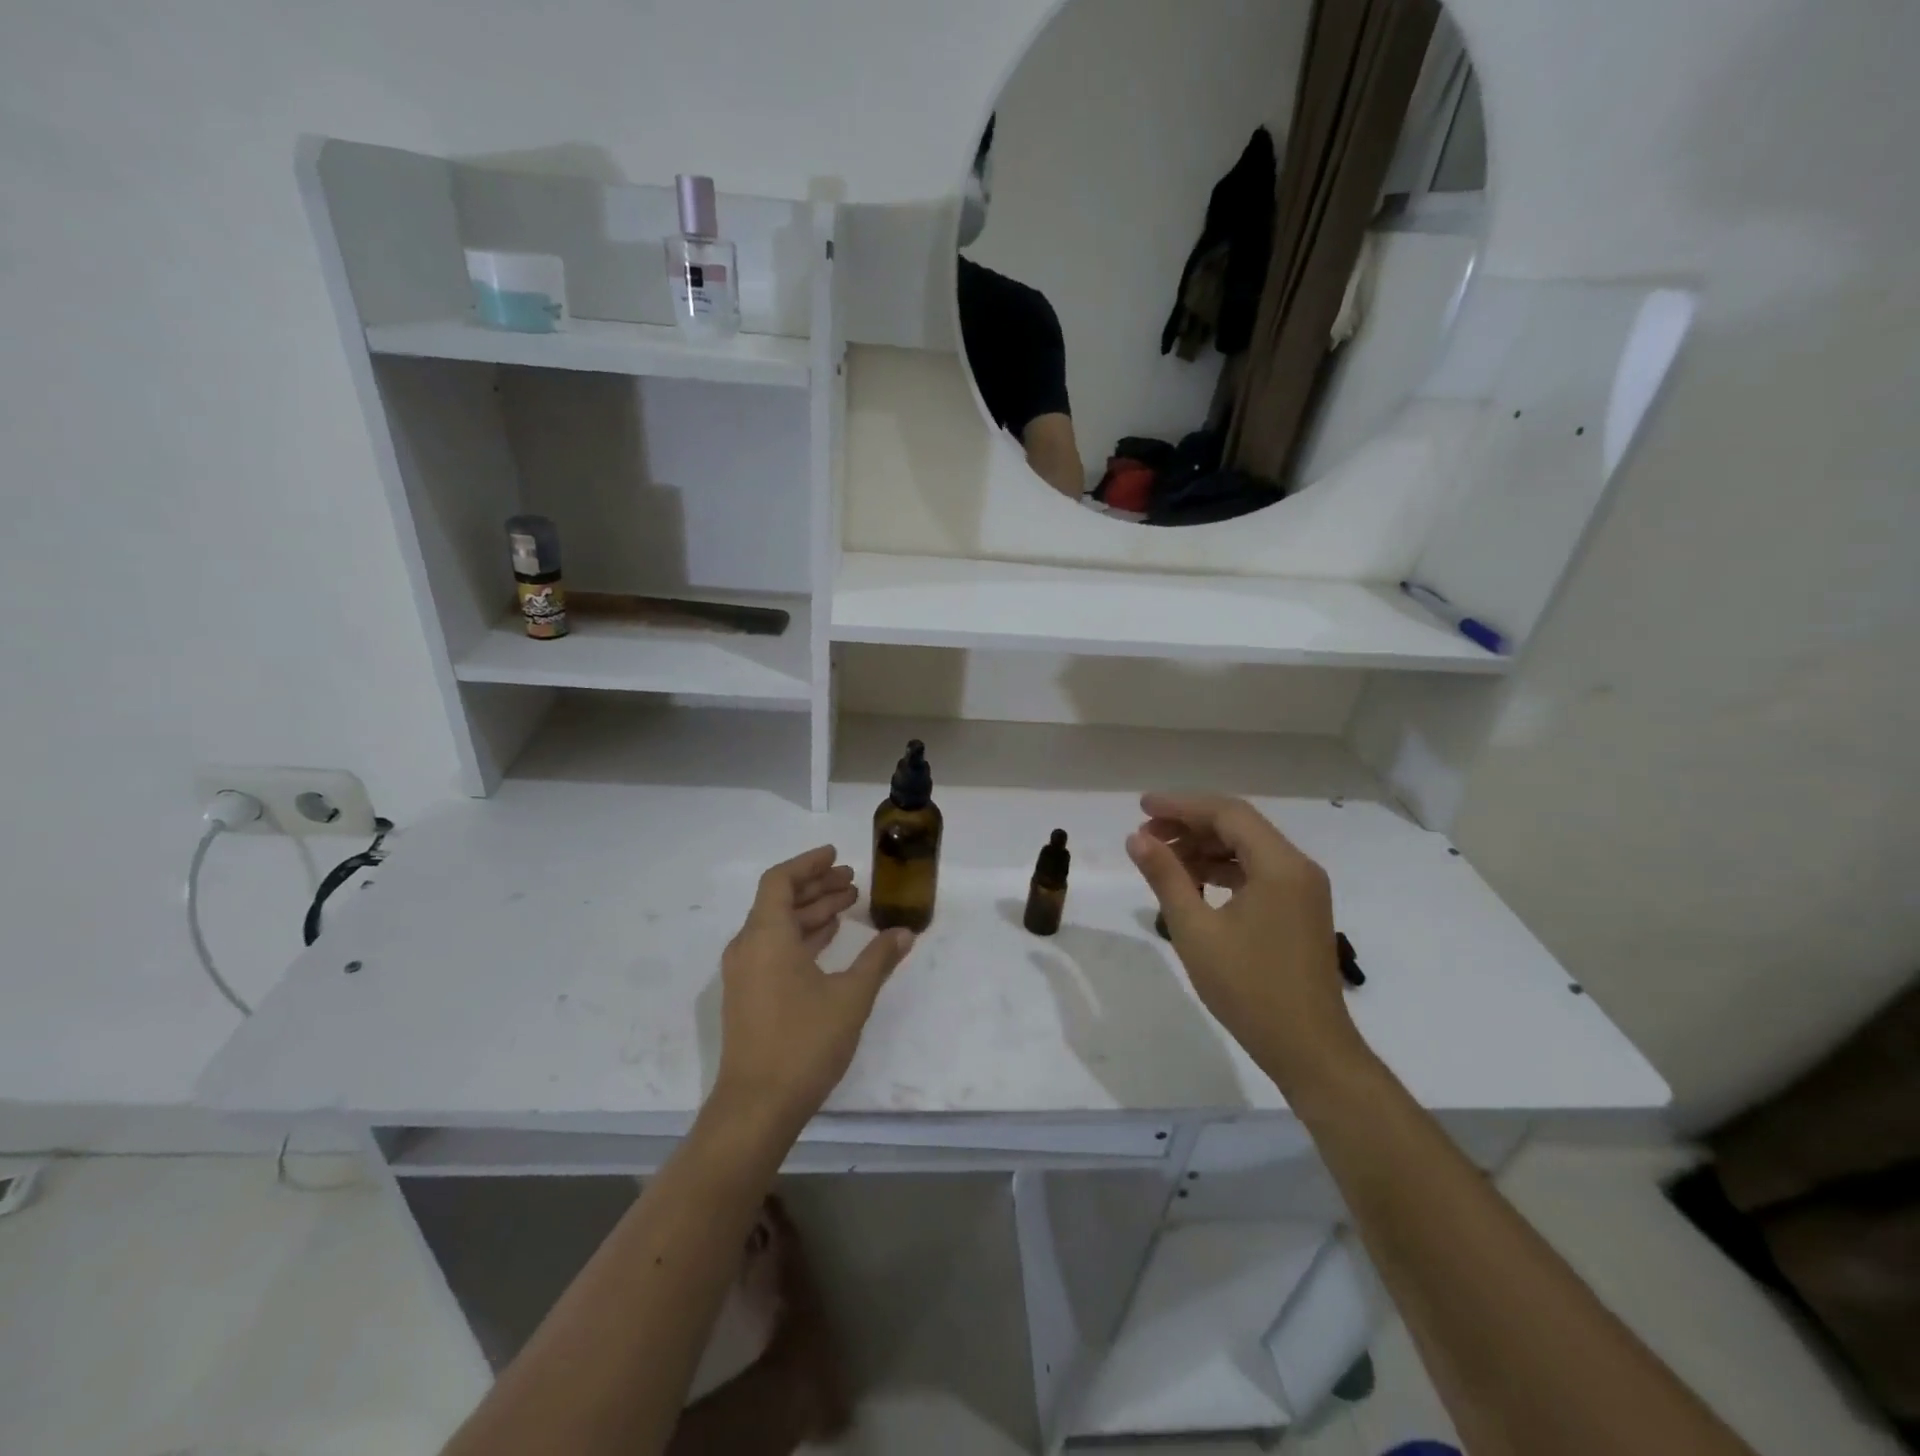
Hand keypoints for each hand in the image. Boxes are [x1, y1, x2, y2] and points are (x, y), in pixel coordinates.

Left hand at [712, 846, 915, 1131]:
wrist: (757, 1106)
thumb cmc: (804, 1042)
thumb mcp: (851, 997)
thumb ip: (878, 959)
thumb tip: (904, 932)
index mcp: (766, 936)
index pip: (781, 881)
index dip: (808, 864)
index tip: (837, 855)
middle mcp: (748, 947)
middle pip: (780, 901)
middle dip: (817, 887)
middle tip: (853, 881)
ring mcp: (745, 974)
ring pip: (778, 926)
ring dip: (812, 913)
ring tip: (849, 906)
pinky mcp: (748, 996)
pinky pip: (774, 949)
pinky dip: (801, 937)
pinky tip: (829, 941)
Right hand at [1125, 793, 1365, 1093]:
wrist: (1310, 1050)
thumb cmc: (1249, 989)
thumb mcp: (1196, 931)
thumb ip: (1166, 877)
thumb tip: (1137, 838)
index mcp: (1279, 865)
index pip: (1227, 814)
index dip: (1181, 805)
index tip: (1141, 807)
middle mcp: (1298, 867)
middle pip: (1239, 826)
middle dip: (1190, 825)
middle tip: (1145, 836)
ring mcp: (1303, 889)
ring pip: (1248, 848)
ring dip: (1205, 847)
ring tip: (1162, 858)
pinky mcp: (1301, 910)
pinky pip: (1258, 872)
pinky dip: (1223, 870)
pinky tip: (1194, 883)